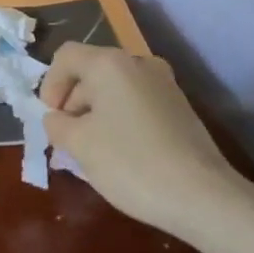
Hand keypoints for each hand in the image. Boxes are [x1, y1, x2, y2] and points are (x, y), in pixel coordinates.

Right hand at [39, 43, 244, 239]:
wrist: (203, 196)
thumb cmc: (130, 163)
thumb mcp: (79, 144)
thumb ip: (57, 124)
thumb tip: (57, 119)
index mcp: (110, 64)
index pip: (66, 56)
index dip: (50, 84)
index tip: (52, 119)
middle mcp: (139, 63)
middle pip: (92, 72)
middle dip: (73, 103)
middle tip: (66, 140)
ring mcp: (165, 85)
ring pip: (116, 90)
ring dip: (96, 114)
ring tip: (92, 151)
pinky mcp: (180, 108)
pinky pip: (137, 104)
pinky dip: (121, 121)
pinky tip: (122, 154)